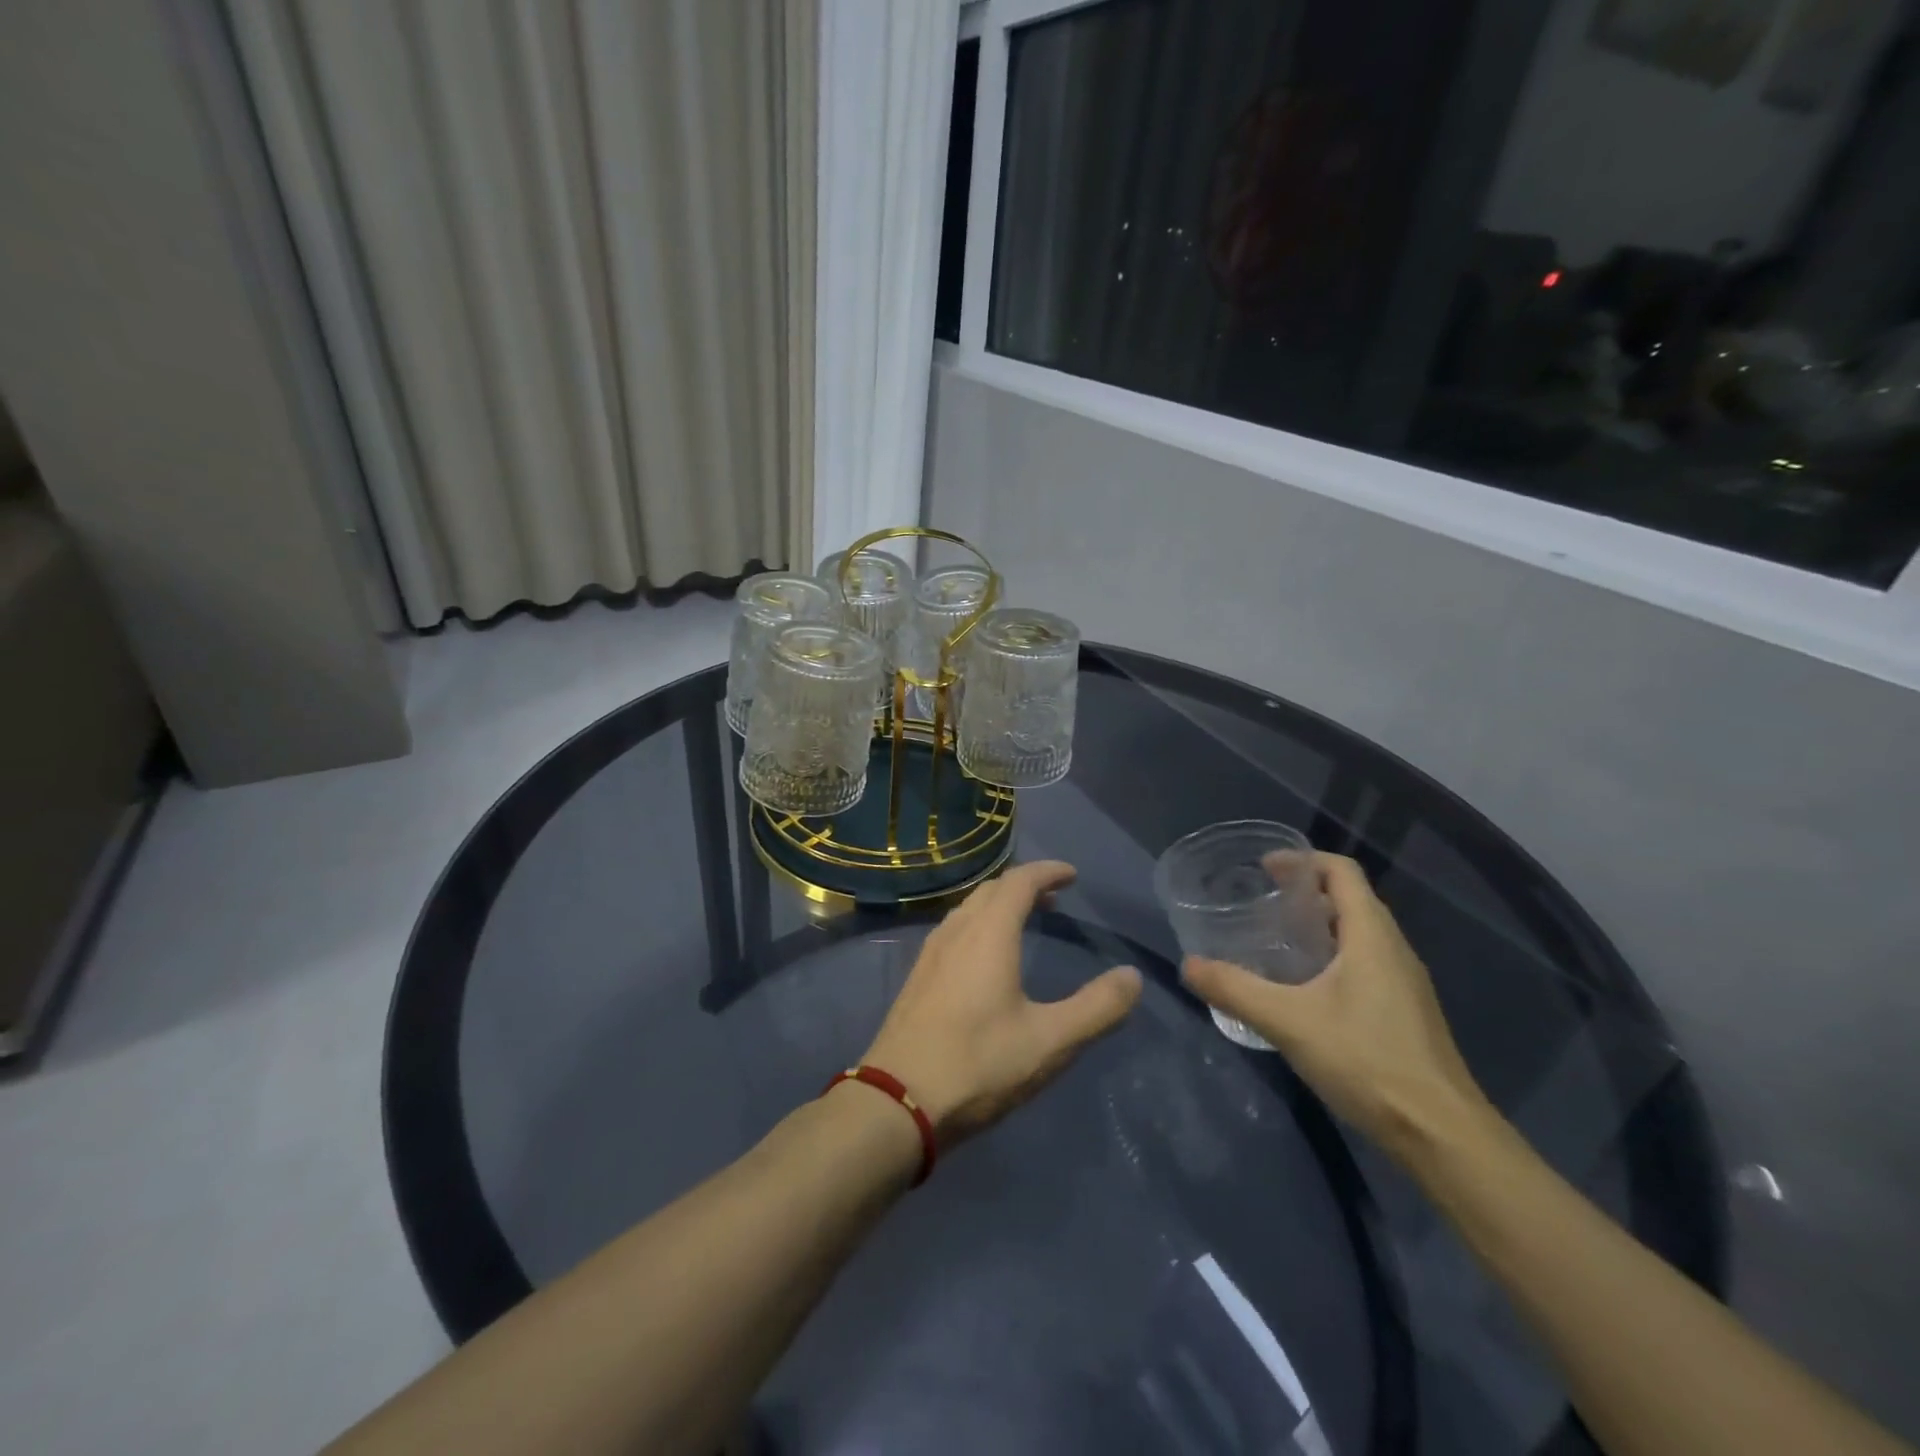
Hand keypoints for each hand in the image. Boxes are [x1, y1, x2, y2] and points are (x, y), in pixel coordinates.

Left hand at [863, 860, 1142, 1142]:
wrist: (896, 1101)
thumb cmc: (979, 1064)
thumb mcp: (1050, 1041)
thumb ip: (1097, 1008)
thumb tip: (1132, 977)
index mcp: (988, 934)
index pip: (1019, 882)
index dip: (1048, 871)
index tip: (1072, 875)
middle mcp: (956, 932)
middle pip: (991, 890)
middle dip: (1024, 885)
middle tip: (1054, 898)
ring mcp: (931, 954)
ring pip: (968, 909)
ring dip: (998, 905)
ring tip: (1023, 921)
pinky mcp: (917, 978)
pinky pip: (953, 931)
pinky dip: (979, 925)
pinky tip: (984, 958)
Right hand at [1182, 852, 1491, 1161]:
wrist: (1441, 1135)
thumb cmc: (1367, 1061)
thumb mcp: (1288, 1022)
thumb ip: (1235, 990)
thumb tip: (1188, 965)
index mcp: (1372, 935)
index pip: (1341, 872)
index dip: (1303, 860)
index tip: (1264, 868)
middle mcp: (1394, 949)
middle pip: (1350, 899)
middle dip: (1305, 892)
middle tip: (1260, 903)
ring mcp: (1405, 982)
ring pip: (1359, 934)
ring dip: (1319, 925)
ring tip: (1274, 940)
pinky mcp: (1405, 1012)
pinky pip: (1365, 963)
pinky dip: (1332, 956)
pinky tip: (1303, 988)